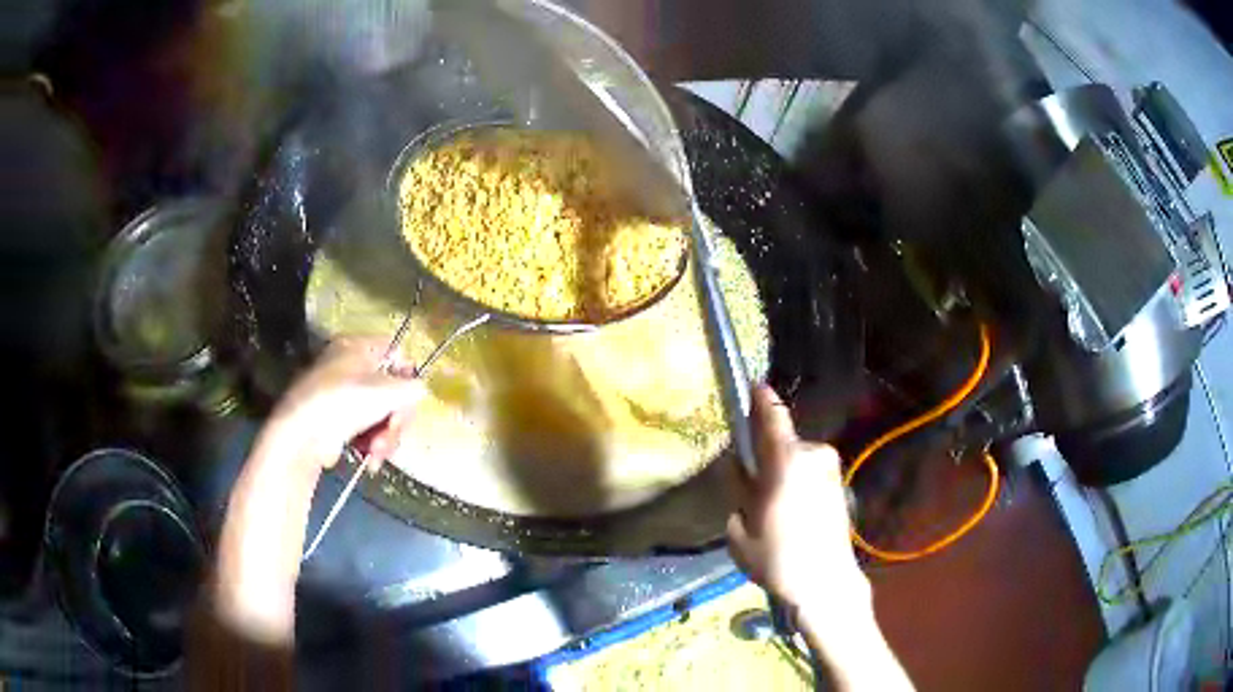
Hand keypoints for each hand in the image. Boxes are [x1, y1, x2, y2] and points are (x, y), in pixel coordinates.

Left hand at [211, 340, 422, 644]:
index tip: (411, 401)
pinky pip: (364, 429)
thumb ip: (411, 387)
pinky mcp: (335, 421)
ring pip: (379, 414)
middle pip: (390, 389)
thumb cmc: (341, 403)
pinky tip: (368, 458)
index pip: (396, 352)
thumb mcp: (385, 391)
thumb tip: (420, 390)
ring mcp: (340, 394)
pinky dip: (370, 444)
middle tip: (391, 437)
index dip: (408, 376)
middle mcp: (348, 365)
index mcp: (357, 346)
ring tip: (376, 454)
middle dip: (395, 419)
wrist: (300, 437)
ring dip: (384, 437)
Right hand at [728, 385, 912, 690]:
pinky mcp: (838, 486)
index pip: (773, 415)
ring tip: (769, 506)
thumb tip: (739, 469)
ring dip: (781, 471)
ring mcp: (830, 470)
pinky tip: (789, 513)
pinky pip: (808, 473)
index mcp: (787, 460)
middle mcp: (813, 455)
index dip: (761, 399)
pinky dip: (796, 482)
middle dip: (765, 454)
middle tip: (749, 482)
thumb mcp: (739, 528)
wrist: (825, 583)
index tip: (753, 386)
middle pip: (782, 442)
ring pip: (795, 459)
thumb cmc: (777, 557)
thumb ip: (737, 489)